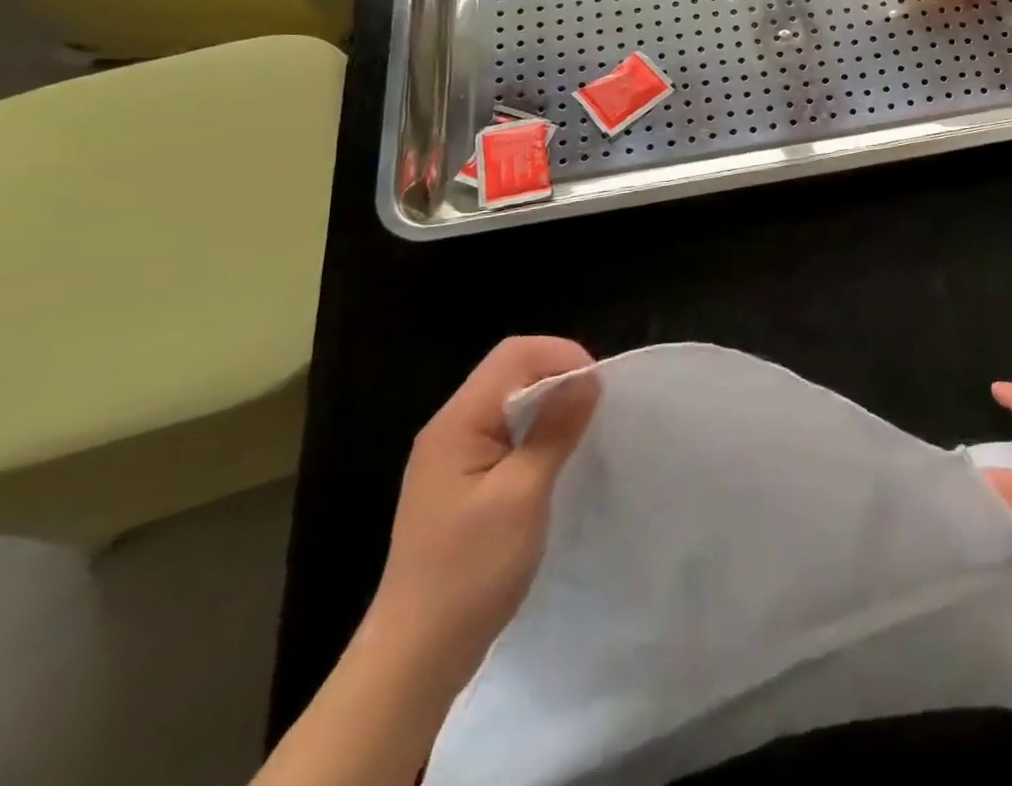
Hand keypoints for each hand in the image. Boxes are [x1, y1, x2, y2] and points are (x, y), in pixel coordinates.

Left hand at [367, 336, 599, 684]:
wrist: (415, 657)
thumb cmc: (470, 571)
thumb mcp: (523, 494)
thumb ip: (555, 429)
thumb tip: (588, 377)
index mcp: (457, 422)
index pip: (514, 354)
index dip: (561, 356)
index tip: (596, 390)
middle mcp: (450, 428)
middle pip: (511, 371)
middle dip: (558, 377)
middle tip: (595, 410)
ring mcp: (452, 457)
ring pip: (509, 402)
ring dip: (549, 406)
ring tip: (582, 432)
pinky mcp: (461, 482)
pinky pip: (504, 433)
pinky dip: (536, 433)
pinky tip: (555, 460)